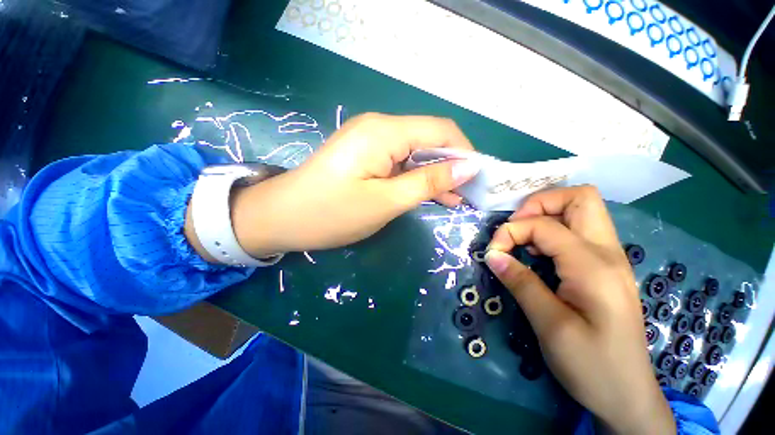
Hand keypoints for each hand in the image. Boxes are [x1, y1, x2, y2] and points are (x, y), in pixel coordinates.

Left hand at [228, 113, 479, 256]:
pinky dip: (415, 177)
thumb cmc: (331, 213)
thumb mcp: (386, 201)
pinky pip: (399, 162)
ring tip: (453, 200)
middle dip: (451, 166)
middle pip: (428, 140)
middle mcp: (379, 128)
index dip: (464, 153)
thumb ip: (428, 182)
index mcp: (384, 132)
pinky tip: (427, 194)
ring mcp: (370, 141)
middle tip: (468, 195)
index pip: (441, 131)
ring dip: (434, 175)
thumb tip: (469, 167)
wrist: (281, 218)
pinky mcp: (364, 156)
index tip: (479, 180)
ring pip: (415, 153)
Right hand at [484, 187, 674, 434]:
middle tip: (516, 228)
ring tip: (523, 240)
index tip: (493, 253)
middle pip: (580, 197)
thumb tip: (492, 255)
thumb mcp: (549, 325)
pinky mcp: (604, 268)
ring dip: (546, 215)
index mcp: (594, 266)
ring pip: (581, 210)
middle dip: (539, 204)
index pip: (544, 225)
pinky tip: (538, 253)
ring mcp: (609, 258)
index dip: (510, 232)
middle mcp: (607, 252)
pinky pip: (579, 230)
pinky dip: (553, 230)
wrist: (626, 396)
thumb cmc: (591, 365)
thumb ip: (520, 282)